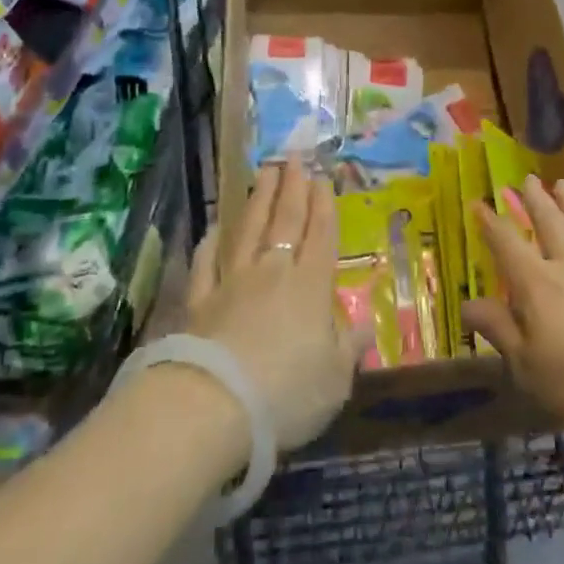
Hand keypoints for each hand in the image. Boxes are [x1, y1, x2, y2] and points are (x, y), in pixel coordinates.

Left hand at [184, 158, 368, 451]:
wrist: (213, 406)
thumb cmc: (286, 393)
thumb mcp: (334, 380)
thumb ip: (349, 348)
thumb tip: (364, 327)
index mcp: (311, 286)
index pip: (321, 235)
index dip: (323, 205)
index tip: (322, 177)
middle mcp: (273, 272)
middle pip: (285, 221)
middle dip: (292, 187)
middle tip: (294, 157)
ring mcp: (232, 282)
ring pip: (248, 229)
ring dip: (259, 199)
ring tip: (265, 172)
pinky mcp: (199, 301)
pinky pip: (207, 262)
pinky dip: (212, 242)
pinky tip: (215, 228)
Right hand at [461, 176, 563, 446]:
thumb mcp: (527, 365)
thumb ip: (499, 329)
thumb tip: (467, 304)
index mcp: (538, 284)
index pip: (508, 244)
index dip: (491, 224)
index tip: (479, 203)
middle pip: (550, 223)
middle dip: (536, 200)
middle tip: (527, 179)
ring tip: (563, 185)